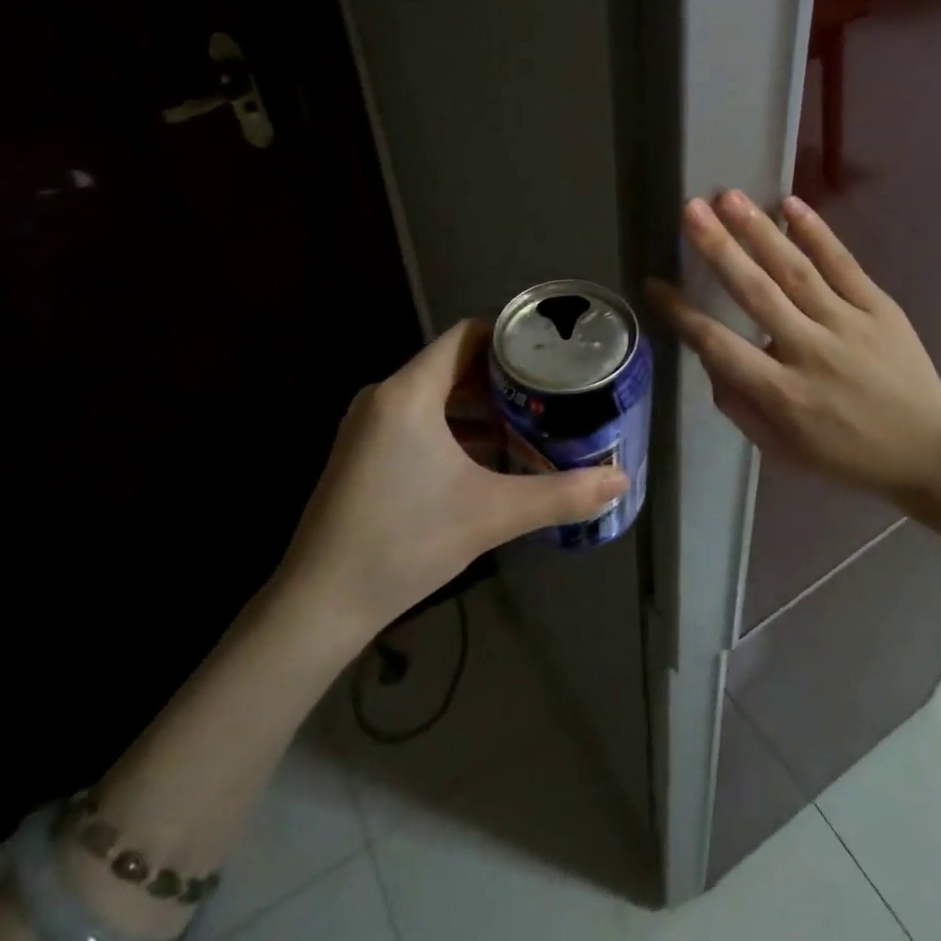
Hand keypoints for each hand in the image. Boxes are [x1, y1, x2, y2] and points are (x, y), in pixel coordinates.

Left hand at [275, 321, 627, 645]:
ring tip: (529, 422)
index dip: (509, 338)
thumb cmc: (405, 542)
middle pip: (453, 366)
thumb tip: (620, 482)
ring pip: (435, 397)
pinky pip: (417, 422)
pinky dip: (453, 429)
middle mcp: (384, 397)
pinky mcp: (363, 454)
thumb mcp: (492, 514)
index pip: (465, 337)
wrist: (320, 603)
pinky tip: (487, 458)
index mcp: (409, 393)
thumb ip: (561, 495)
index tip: (550, 353)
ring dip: (480, 407)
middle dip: (503, 377)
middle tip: (552, 391)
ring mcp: (368, 426)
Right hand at [649, 191, 940, 497]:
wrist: (929, 448)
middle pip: (757, 293)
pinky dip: (817, 233)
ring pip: (796, 270)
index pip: (720, 346)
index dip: (683, 314)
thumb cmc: (846, 454)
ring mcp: (848, 325)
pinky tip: (791, 205)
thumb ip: (740, 406)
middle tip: (690, 210)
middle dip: (719, 249)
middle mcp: (810, 352)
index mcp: (783, 394)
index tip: (654, 284)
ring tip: (729, 197)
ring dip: (759, 231)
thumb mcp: (782, 450)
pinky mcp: (879, 308)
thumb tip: (710, 360)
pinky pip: (844, 265)